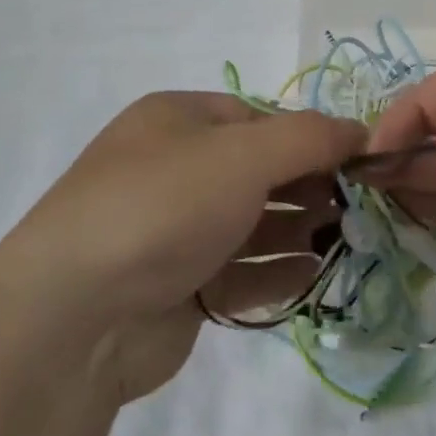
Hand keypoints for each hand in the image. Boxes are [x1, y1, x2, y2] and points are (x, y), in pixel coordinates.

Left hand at [21, 93, 364, 404]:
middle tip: (359, 206)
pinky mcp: (178, 288)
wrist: (73, 317)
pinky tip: (312, 274)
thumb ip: (309, 137)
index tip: (358, 161)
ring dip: (299, 230)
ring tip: (346, 241)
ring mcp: (174, 231)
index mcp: (178, 120)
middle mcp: (174, 169)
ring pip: (252, 223)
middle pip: (259, 170)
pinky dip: (276, 271)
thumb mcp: (243, 154)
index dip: (309, 136)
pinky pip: (240, 271)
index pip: (259, 118)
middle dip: (309, 186)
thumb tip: (362, 130)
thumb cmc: (164, 206)